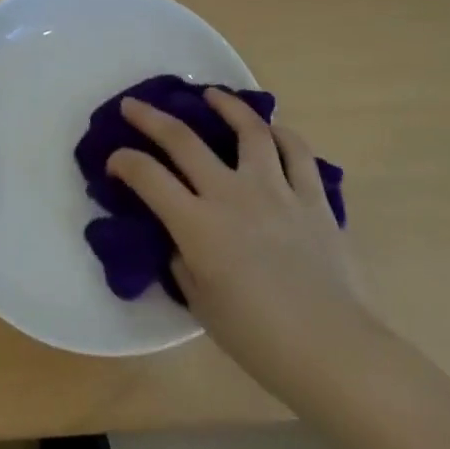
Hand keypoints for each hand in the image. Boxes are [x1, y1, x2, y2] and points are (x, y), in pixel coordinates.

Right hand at [107, 88, 379, 403]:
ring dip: (225, 106)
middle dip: (150, 117)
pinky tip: (271, 130)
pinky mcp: (313, 198)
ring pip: (248, 130)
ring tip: (212, 96)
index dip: (123, 161)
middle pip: (183, 140)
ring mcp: (276, 190)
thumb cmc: (259, 339)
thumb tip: (180, 239)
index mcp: (198, 225)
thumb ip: (183, 262)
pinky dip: (282, 135)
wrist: (334, 353)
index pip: (147, 176)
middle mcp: (232, 194)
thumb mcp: (202, 304)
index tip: (114, 160)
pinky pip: (297, 153)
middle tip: (134, 105)